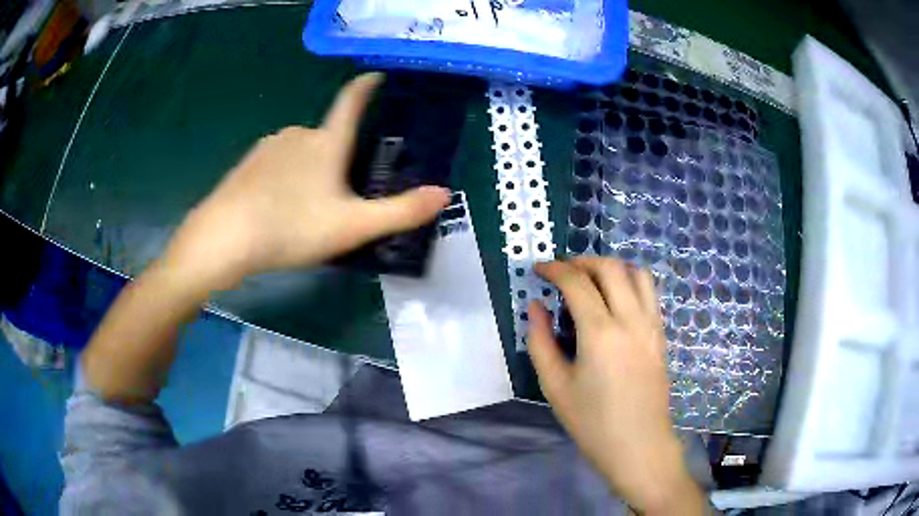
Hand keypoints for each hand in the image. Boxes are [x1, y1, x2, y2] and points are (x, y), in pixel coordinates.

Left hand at [164, 73, 449, 288]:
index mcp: (326, 142)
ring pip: (301, 151)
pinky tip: (280, 207)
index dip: (366, 86)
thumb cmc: (291, 227)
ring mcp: (268, 147)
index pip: (351, 101)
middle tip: (343, 193)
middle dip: (339, 154)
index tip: (376, 76)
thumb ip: (400, 211)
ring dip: (311, 169)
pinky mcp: (247, 164)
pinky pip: (277, 163)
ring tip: (309, 208)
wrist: (224, 238)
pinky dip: (286, 177)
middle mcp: (297, 134)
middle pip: (327, 135)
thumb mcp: (352, 226)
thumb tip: (444, 193)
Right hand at [528, 258, 705, 514]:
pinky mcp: (661, 334)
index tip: (539, 269)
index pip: (577, 282)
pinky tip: (615, 300)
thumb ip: (540, 341)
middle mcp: (631, 319)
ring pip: (636, 273)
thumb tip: (535, 306)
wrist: (638, 445)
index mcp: (600, 333)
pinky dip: (630, 282)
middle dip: (582, 261)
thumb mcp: (554, 386)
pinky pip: (649, 293)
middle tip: (562, 273)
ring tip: (591, 280)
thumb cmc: (592, 422)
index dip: (554, 269)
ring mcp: (652, 325)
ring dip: (611, 267)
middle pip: (610, 267)